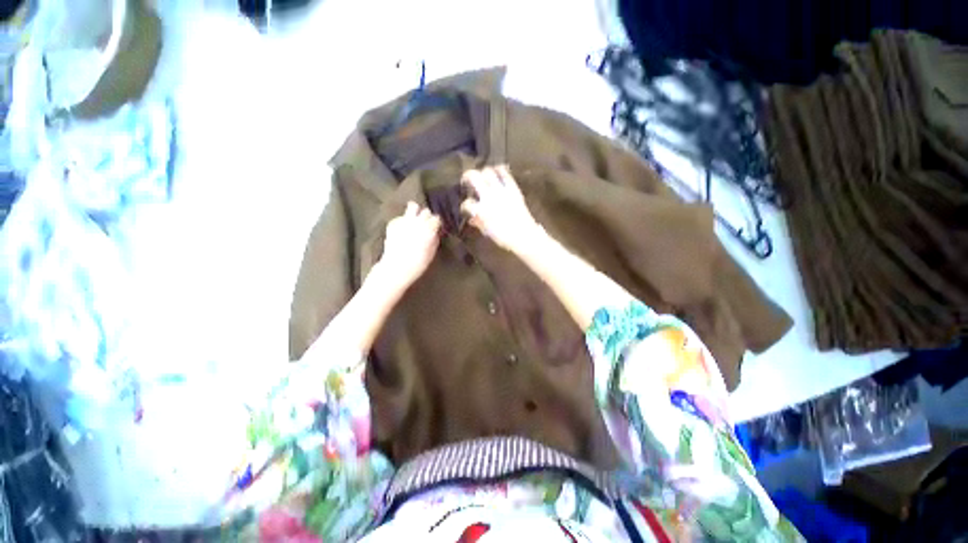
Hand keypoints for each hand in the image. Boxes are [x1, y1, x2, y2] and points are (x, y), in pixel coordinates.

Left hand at [377, 202, 441, 289]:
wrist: (396, 267)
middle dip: (427, 217)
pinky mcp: (393, 223)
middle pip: (426, 211)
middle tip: (426, 224)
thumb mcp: (431, 252)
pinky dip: (403, 221)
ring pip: (413, 206)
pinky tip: (402, 230)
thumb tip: (435, 233)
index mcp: (429, 229)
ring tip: (415, 219)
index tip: (436, 228)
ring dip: (416, 212)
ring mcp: (404, 221)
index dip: (437, 223)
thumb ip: (434, 239)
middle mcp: (417, 221)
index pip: (437, 218)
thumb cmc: (418, 263)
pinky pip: (401, 217)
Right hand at [460, 165, 542, 253]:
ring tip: (483, 176)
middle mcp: (488, 196)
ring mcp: (501, 190)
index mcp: (480, 210)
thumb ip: (478, 222)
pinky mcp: (512, 188)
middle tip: (467, 180)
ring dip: (483, 172)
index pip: (467, 203)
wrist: (524, 235)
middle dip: (467, 176)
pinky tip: (498, 172)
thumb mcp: (487, 231)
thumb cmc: (503, 237)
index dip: (465, 206)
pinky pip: (505, 174)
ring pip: (488, 171)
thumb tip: (472, 218)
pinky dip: (500, 170)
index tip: (467, 208)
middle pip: (473, 177)